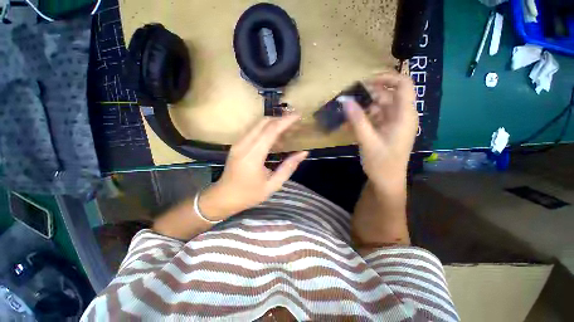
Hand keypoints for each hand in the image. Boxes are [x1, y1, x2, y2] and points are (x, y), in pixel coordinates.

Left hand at [199, 115, 307, 220]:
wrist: (223, 197)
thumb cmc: (249, 195)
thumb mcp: (273, 185)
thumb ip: (288, 167)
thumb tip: (303, 153)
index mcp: (253, 156)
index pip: (271, 131)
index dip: (286, 121)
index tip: (298, 116)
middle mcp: (244, 145)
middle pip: (263, 122)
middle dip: (280, 118)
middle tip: (295, 121)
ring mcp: (238, 143)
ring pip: (258, 124)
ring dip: (274, 122)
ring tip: (288, 126)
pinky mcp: (237, 144)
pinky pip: (253, 130)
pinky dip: (266, 128)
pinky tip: (276, 135)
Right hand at [343, 72, 417, 192]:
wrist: (386, 181)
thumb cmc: (381, 163)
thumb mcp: (367, 141)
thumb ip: (357, 120)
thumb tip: (345, 100)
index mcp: (404, 116)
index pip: (403, 85)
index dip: (386, 78)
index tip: (365, 82)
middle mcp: (401, 116)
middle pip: (387, 94)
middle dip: (368, 93)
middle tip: (348, 96)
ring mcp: (392, 123)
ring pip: (378, 106)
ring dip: (362, 107)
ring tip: (345, 110)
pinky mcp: (384, 129)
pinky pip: (373, 117)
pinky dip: (361, 118)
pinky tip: (348, 123)